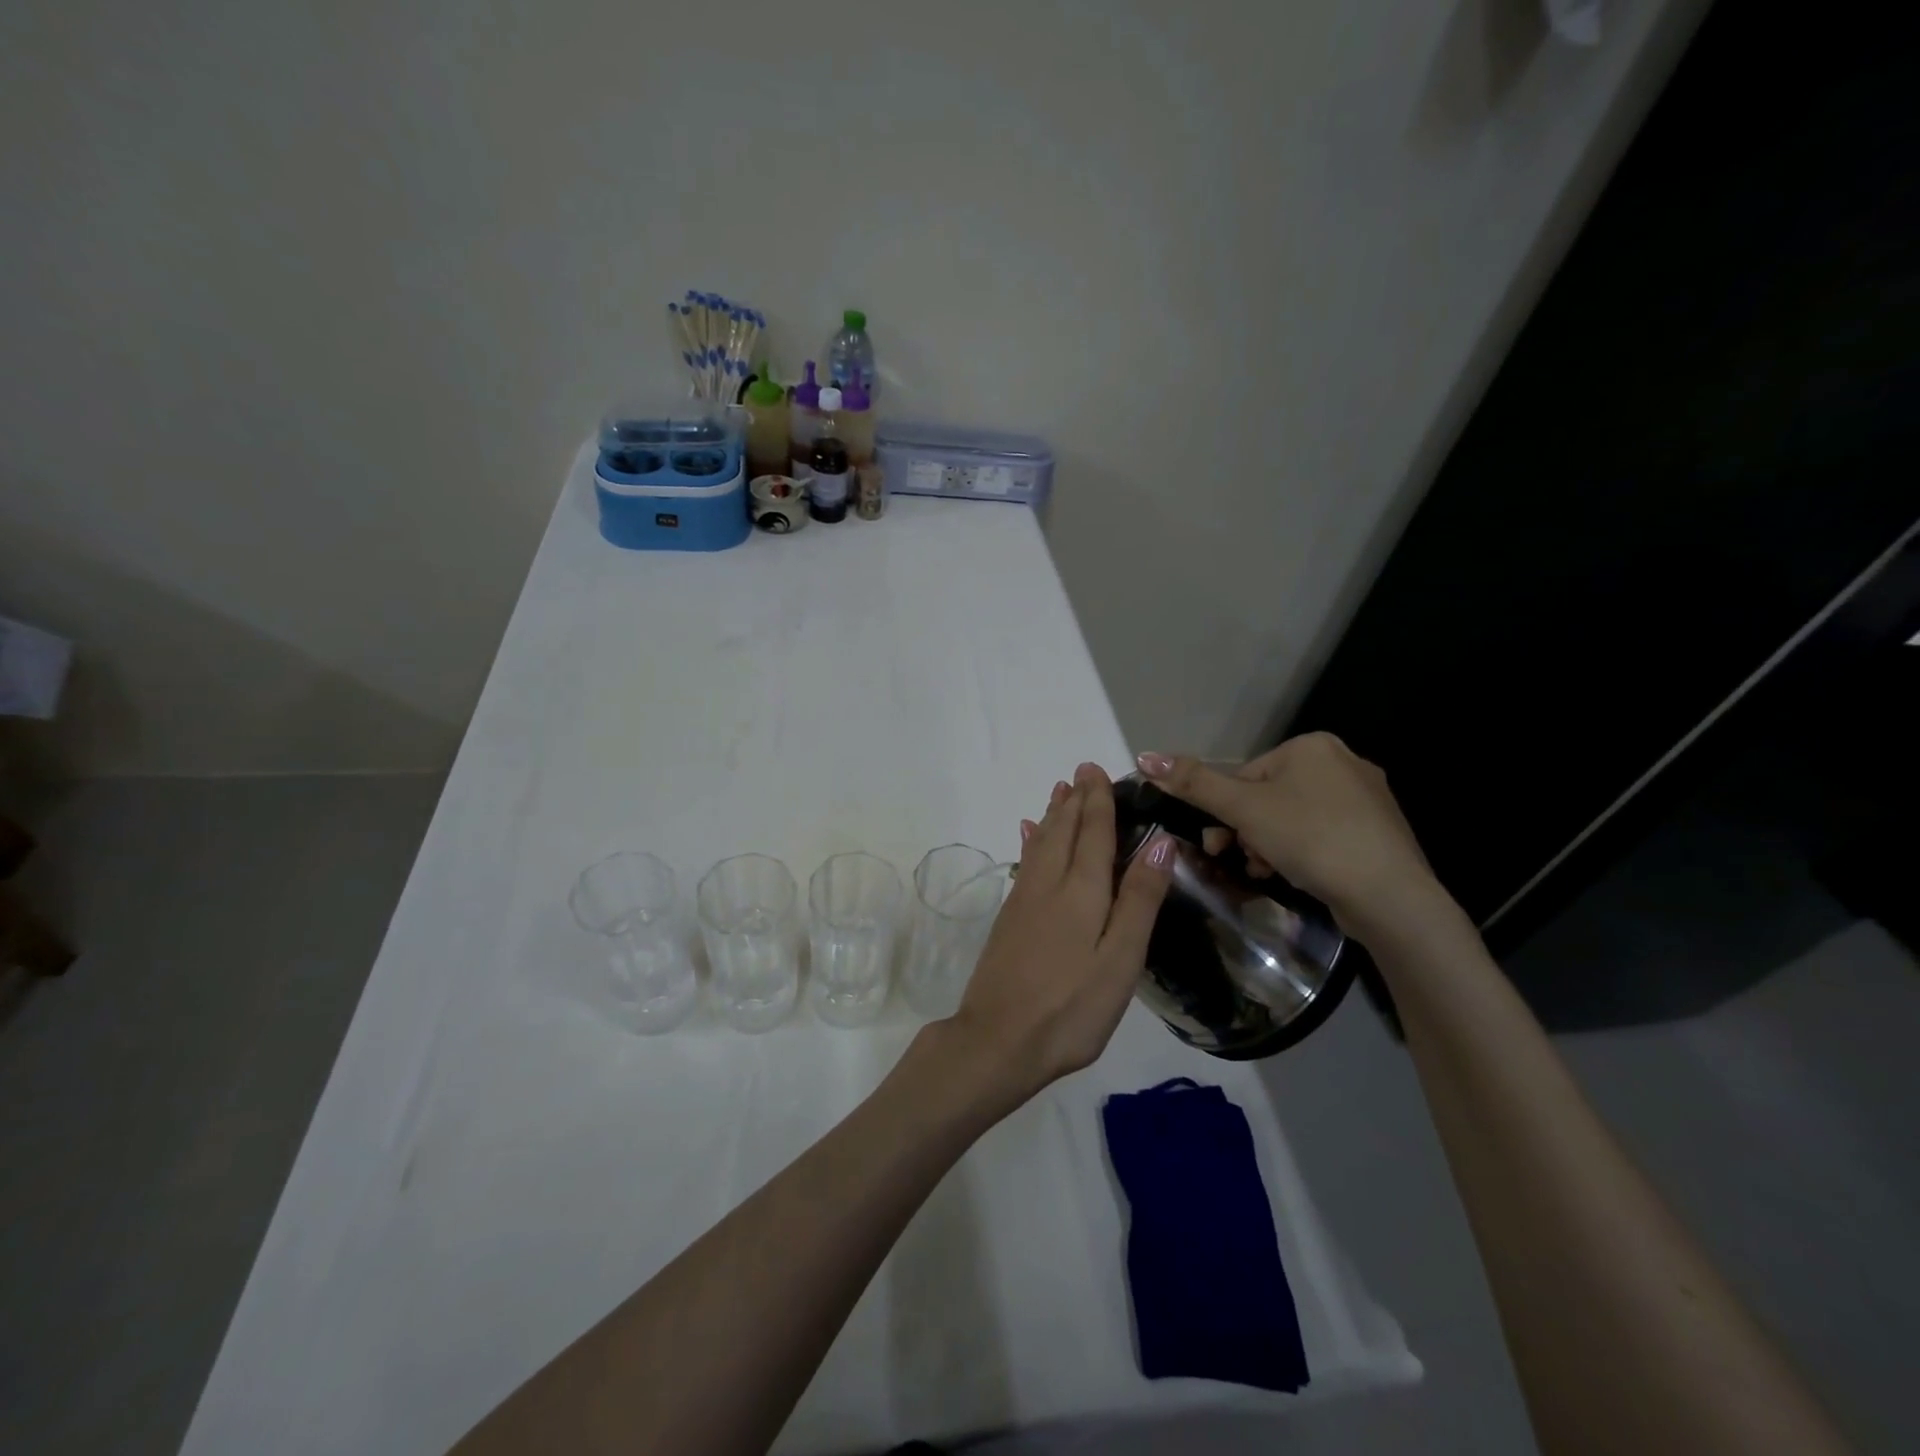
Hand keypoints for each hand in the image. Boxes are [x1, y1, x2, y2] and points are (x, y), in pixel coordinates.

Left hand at [946, 763, 1174, 1101]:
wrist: (998, 1040)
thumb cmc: (1071, 1007)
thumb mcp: (1120, 960)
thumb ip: (1139, 900)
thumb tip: (1160, 842)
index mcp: (1081, 890)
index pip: (1092, 832)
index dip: (1097, 800)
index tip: (1097, 770)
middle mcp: (1048, 883)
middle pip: (1062, 829)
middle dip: (1075, 799)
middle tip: (1082, 771)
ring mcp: (1023, 899)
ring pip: (1040, 842)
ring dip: (1053, 814)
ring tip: (1060, 791)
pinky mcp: (1008, 917)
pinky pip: (1025, 862)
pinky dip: (1031, 840)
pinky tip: (1028, 836)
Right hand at [1135, 734, 1443, 938]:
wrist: (1389, 895)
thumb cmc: (1311, 839)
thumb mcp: (1243, 809)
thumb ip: (1194, 783)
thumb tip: (1144, 756)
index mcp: (1311, 746)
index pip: (1246, 775)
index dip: (1226, 811)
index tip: (1219, 844)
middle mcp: (1343, 761)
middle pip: (1268, 797)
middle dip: (1247, 831)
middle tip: (1239, 859)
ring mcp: (1366, 798)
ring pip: (1294, 818)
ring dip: (1270, 845)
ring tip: (1269, 872)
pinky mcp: (1378, 832)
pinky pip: (1323, 835)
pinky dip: (1303, 853)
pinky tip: (1300, 875)